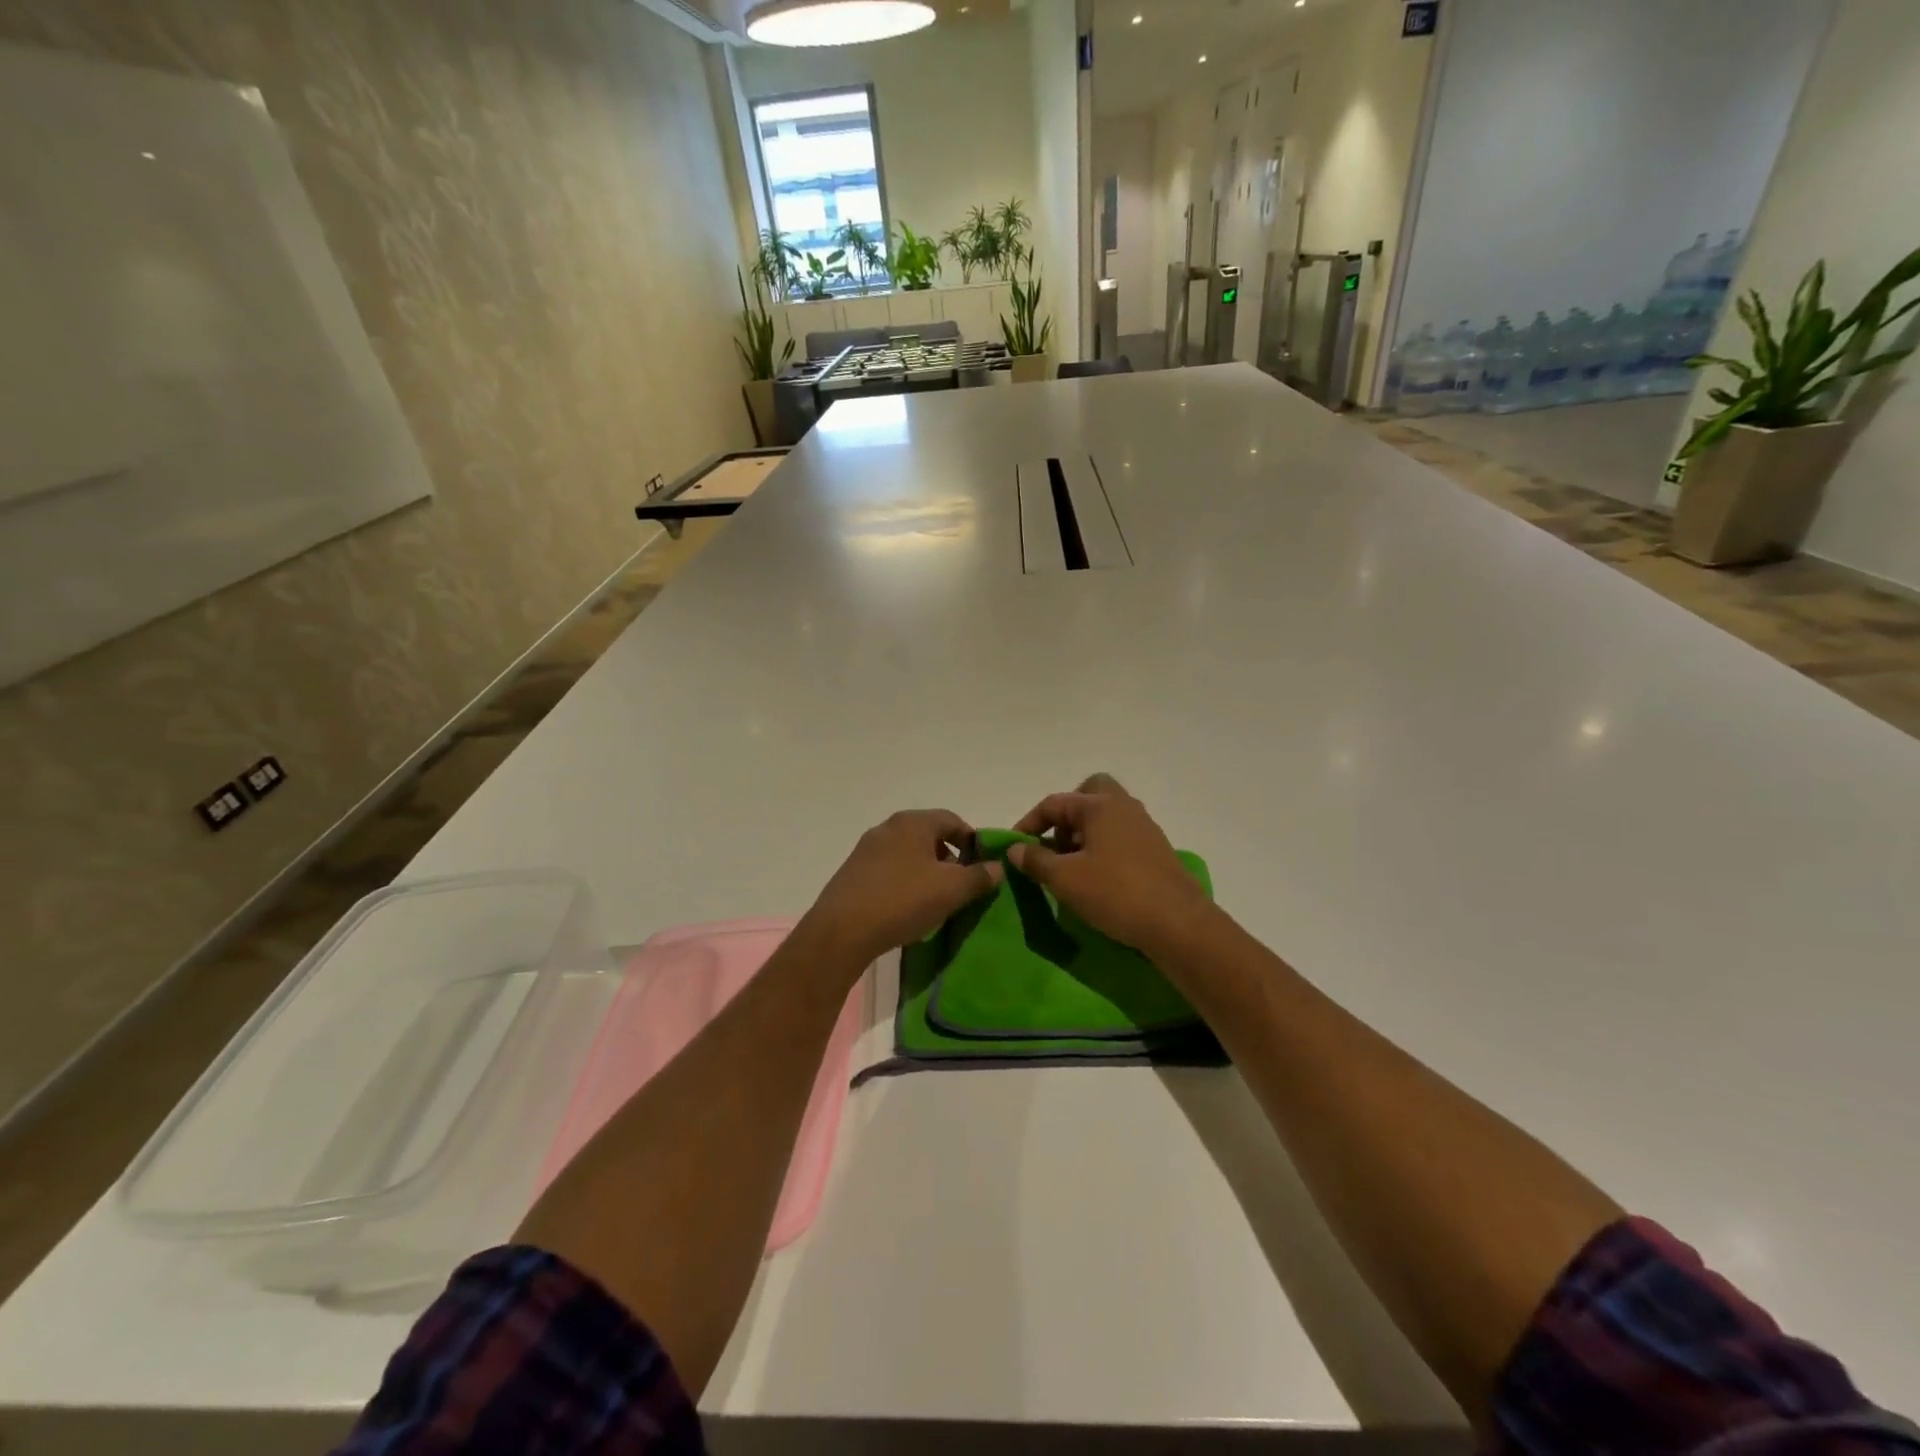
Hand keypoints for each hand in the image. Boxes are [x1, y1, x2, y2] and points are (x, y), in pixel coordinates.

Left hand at [802, 809, 1003, 966]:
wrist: (841, 930)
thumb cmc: (903, 900)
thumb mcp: (951, 890)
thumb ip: (979, 876)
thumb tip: (997, 867)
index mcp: (913, 822)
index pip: (953, 820)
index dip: (973, 841)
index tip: (983, 866)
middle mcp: (888, 827)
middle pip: (929, 836)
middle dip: (950, 858)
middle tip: (962, 885)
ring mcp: (866, 849)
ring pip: (908, 854)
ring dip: (926, 872)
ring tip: (936, 900)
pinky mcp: (853, 873)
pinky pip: (889, 871)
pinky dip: (904, 882)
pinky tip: (907, 908)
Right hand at [1009, 774, 1217, 955]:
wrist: (1178, 923)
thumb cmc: (1116, 893)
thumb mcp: (1065, 879)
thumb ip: (1036, 860)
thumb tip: (1015, 849)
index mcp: (1100, 805)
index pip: (1054, 803)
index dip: (1029, 823)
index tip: (1015, 848)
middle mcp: (1124, 807)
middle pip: (1089, 794)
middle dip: (1066, 816)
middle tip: (1055, 844)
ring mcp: (1144, 828)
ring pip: (1106, 817)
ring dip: (1084, 834)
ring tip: (1071, 867)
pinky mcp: (1156, 851)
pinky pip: (1121, 836)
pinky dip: (1103, 847)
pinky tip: (1096, 878)